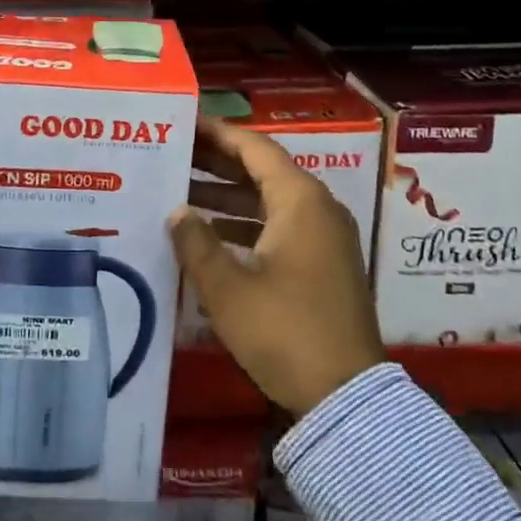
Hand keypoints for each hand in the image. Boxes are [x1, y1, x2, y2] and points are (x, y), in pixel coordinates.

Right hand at [170, 117, 384, 417]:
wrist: (345, 397)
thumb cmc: (284, 331)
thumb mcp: (228, 288)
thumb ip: (196, 243)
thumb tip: (177, 212)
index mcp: (300, 200)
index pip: (255, 148)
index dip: (218, 134)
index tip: (185, 123)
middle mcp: (318, 209)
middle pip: (263, 171)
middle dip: (218, 163)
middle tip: (175, 154)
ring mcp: (325, 238)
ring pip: (270, 200)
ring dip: (229, 196)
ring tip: (182, 193)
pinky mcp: (324, 265)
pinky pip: (280, 226)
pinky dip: (247, 223)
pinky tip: (212, 234)